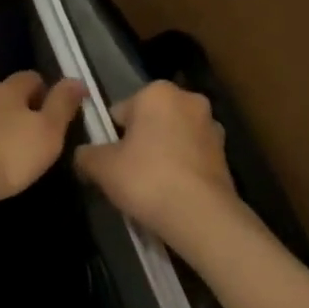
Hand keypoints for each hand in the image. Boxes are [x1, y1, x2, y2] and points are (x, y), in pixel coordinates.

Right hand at [74, 80, 242, 243]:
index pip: (120, 110)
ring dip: (161, 154)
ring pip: (172, 138)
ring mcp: (212, 126)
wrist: (201, 215)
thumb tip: (83, 154)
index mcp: (158, 92)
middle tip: (126, 174)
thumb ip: (85, 154)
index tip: (108, 161)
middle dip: (138, 142)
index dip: (109, 137)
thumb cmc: (146, 179)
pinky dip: (180, 168)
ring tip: (149, 188)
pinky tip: (171, 194)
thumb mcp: (101, 167)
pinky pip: (191, 156)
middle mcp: (189, 99)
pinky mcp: (225, 153)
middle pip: (149, 121)